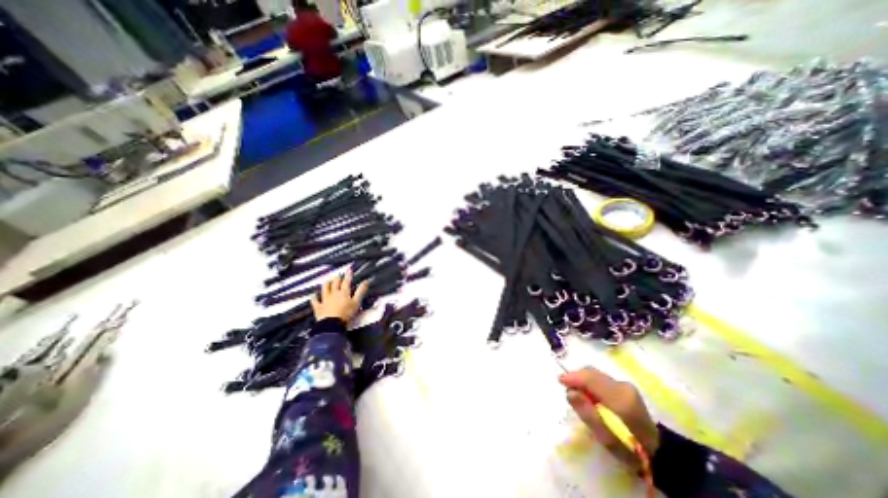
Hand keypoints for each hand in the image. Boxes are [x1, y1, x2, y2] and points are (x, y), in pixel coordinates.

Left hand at [311, 268, 368, 321]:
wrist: (332, 324)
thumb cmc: (346, 313)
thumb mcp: (357, 302)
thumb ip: (361, 291)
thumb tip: (366, 281)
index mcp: (344, 292)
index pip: (346, 281)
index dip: (348, 275)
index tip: (349, 269)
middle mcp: (334, 294)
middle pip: (335, 283)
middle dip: (337, 278)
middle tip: (338, 275)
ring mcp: (325, 300)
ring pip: (325, 288)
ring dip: (326, 283)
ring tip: (327, 280)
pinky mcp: (319, 307)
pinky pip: (315, 301)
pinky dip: (314, 297)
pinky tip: (313, 295)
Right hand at [561, 368, 657, 468]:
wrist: (657, 452)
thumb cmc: (628, 448)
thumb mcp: (605, 437)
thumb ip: (587, 413)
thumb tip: (570, 392)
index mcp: (620, 398)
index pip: (591, 378)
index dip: (573, 376)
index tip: (560, 380)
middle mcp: (623, 386)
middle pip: (592, 372)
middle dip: (577, 377)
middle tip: (567, 389)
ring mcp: (625, 384)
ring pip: (595, 373)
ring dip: (583, 379)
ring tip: (578, 394)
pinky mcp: (625, 386)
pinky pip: (601, 378)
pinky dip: (590, 382)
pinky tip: (589, 394)